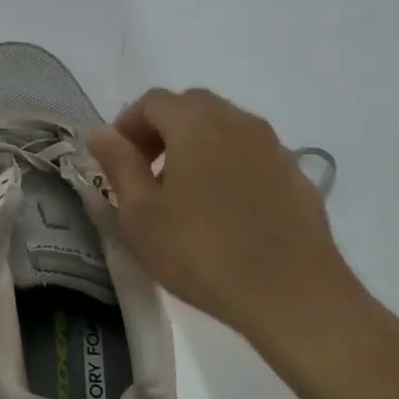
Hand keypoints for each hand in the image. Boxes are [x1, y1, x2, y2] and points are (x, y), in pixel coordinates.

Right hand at [88, 87, 364, 361]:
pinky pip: (254, 156)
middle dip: (162, 129)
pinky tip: (226, 211)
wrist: (295, 297)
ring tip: (185, 193)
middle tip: (147, 171)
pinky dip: (231, 166)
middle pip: (192, 106)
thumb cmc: (202, 253)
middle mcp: (238, 123)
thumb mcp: (140, 215)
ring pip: (226, 128)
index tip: (117, 160)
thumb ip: (118, 165)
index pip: (152, 101)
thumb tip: (99, 133)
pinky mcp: (298, 178)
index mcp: (195, 124)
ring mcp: (275, 149)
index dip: (127, 124)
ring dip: (198, 145)